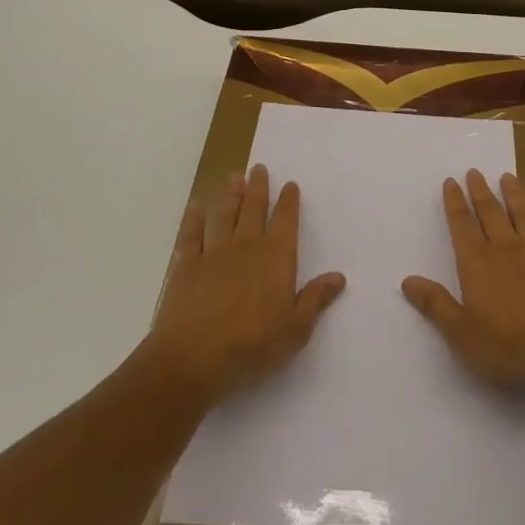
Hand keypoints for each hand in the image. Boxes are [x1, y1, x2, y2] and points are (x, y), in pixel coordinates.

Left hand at [147, 164, 345, 404]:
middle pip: (253, 208)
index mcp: (276, 257)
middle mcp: (246, 246)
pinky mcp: (186, 266)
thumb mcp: (295, 329)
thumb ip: (315, 300)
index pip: (285, 221)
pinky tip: (195, 209)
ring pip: (224, 215)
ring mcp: (214, 253)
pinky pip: (191, 236)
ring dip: (230, 195)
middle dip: (258, 187)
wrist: (193, 357)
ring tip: (234, 177)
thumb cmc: (252, 345)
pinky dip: (194, 220)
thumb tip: (338, 277)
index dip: (288, 201)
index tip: (289, 184)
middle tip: (258, 167)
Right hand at [401, 168, 524, 392]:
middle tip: (474, 172)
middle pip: (490, 211)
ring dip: (512, 193)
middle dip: (480, 190)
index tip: (450, 181)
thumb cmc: (509, 346)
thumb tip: (407, 280)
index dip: (454, 202)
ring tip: (507, 177)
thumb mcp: (462, 334)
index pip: (461, 224)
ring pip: (522, 213)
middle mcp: (505, 248)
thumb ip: (435, 305)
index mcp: (478, 263)